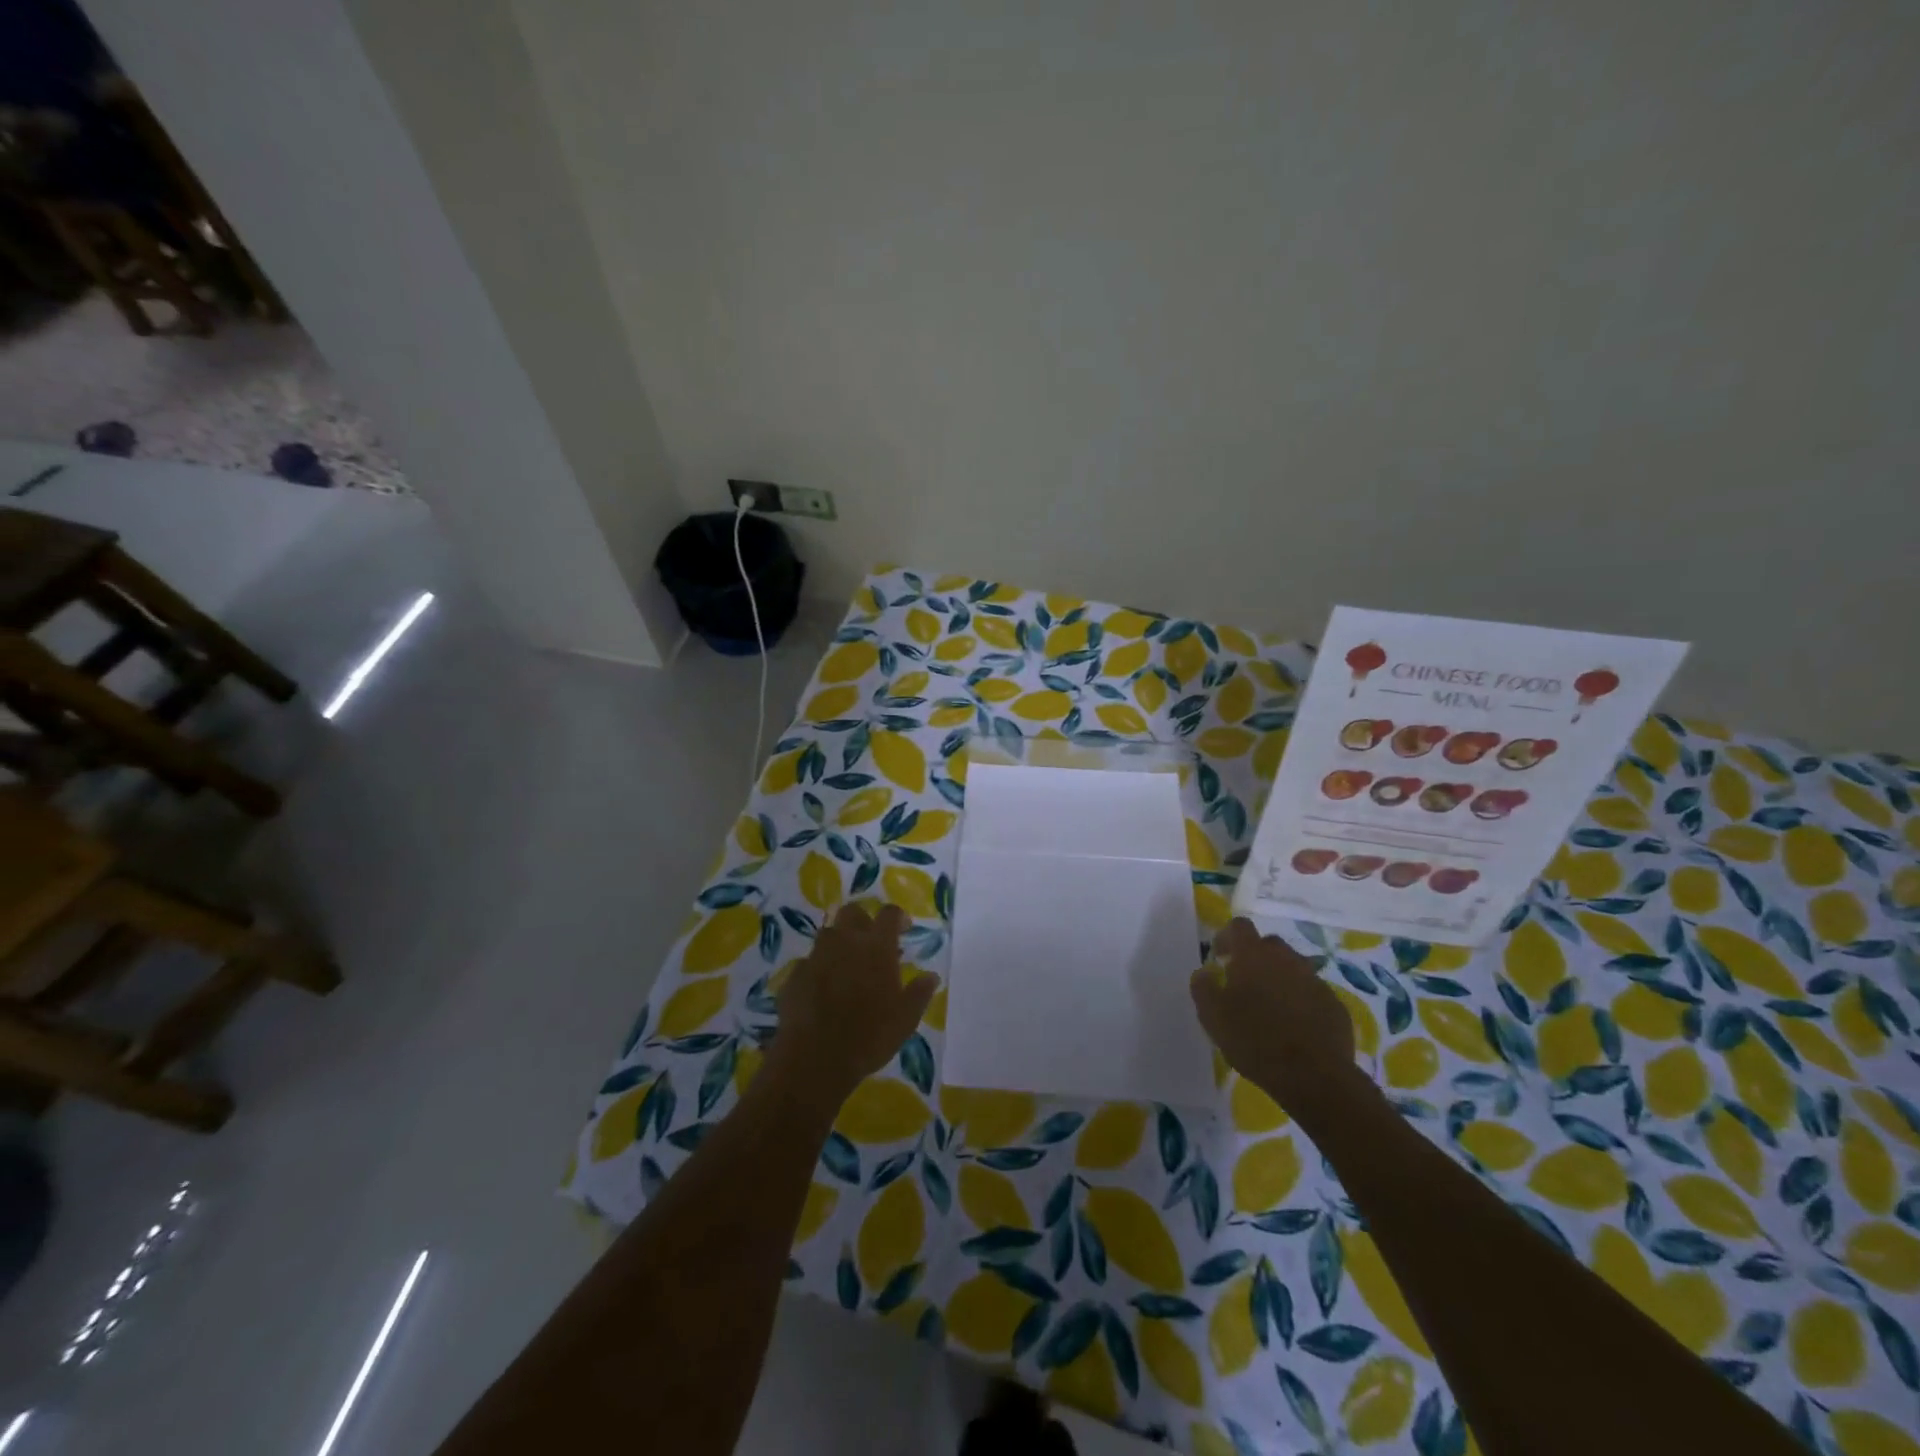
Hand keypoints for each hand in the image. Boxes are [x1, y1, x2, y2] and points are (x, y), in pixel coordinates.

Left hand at [768, 902, 937, 1103]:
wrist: (814, 1058)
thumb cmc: (869, 1036)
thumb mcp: (905, 1019)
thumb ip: (919, 993)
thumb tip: (931, 976)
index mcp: (877, 947)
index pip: (889, 914)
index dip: (897, 917)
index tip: (903, 928)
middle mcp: (845, 942)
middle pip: (852, 912)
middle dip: (863, 920)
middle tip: (871, 943)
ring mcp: (816, 956)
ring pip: (828, 934)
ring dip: (839, 943)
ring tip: (847, 966)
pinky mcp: (794, 975)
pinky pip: (809, 962)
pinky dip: (818, 969)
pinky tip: (822, 990)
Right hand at [1190, 918, 1375, 1123]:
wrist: (1314, 1077)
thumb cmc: (1254, 1040)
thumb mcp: (1212, 1017)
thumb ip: (1203, 987)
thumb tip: (1204, 972)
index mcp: (1254, 955)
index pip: (1239, 926)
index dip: (1227, 937)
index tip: (1220, 957)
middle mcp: (1286, 959)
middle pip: (1269, 945)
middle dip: (1255, 957)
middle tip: (1244, 984)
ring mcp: (1315, 980)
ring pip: (1294, 968)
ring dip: (1280, 978)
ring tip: (1271, 1008)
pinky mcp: (1335, 1004)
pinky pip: (1312, 992)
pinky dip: (1301, 1001)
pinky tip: (1295, 1026)